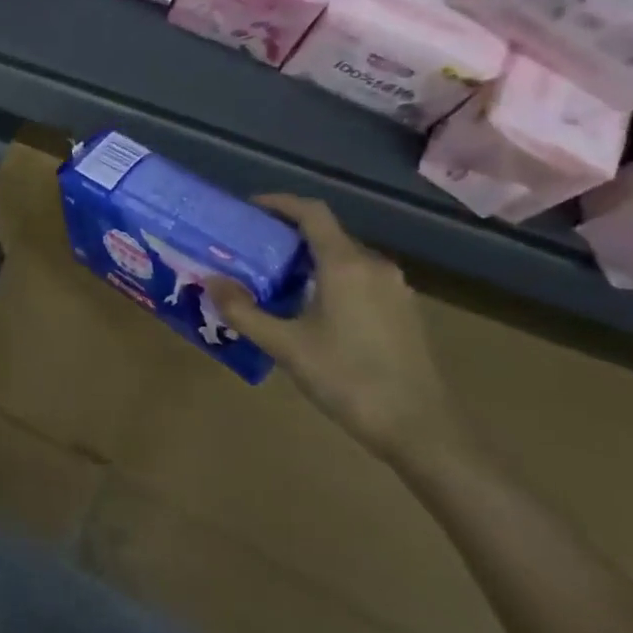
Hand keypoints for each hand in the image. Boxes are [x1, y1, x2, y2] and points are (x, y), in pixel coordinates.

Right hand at [205, 194, 468, 469]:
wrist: (423, 430)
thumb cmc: (350, 379)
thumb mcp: (286, 347)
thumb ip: (244, 312)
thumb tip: (210, 282)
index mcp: (346, 264)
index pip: (312, 212)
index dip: (280, 202)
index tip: (249, 207)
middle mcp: (374, 266)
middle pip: (327, 234)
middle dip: (289, 235)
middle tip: (252, 250)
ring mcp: (395, 289)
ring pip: (345, 258)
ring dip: (310, 260)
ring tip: (276, 280)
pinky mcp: (404, 312)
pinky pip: (361, 279)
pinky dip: (331, 279)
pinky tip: (313, 309)